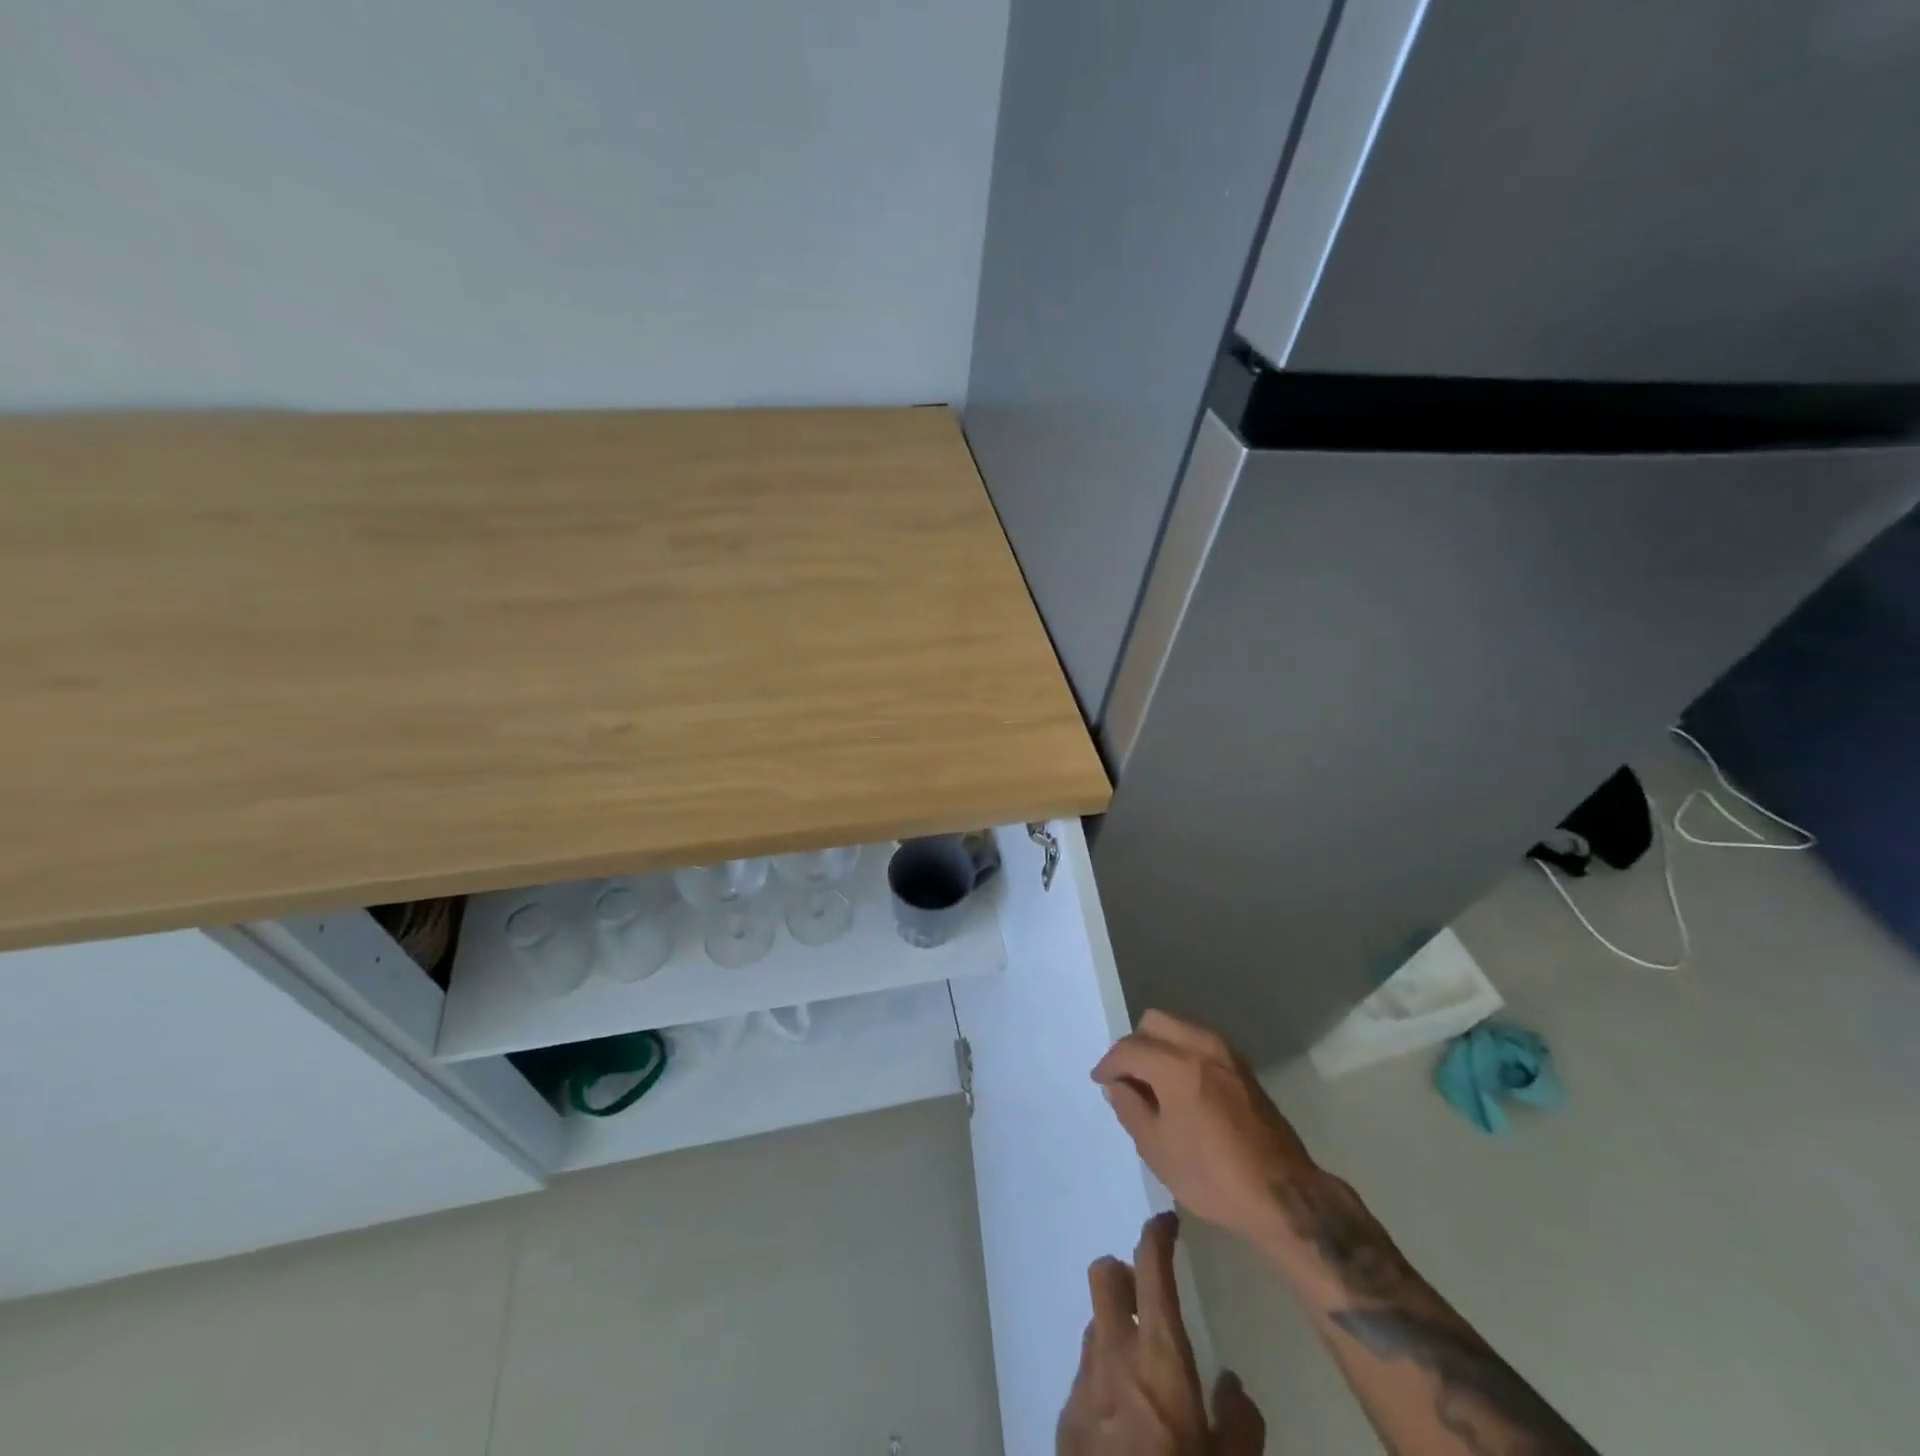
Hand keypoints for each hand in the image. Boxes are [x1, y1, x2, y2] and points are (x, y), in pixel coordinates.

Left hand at [1057, 1212, 1264, 1455]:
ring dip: (1115, 1330)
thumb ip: (1240, 1425)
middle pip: (1105, 1274)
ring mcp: (1085, 1383)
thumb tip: (1232, 1387)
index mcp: (1161, 1358)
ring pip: (1095, 1325)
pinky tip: (1126, 1425)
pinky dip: (1104, 1378)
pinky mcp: (1066, 1417)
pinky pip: (1085, 1374)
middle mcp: (1115, 1354)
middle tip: (1148, 1297)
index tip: (1168, 1223)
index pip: (1152, 1267)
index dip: (1157, 1234)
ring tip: (1143, 1373)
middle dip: (1124, 1273)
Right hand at [1092, 1011, 1315, 1246]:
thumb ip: (1130, 1109)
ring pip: (1179, 1027)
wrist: (1284, 1195)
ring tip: (1152, 1083)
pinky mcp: (1242, 1067)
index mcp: (1177, 1066)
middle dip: (1134, 1045)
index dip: (1109, 1064)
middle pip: (1155, 1022)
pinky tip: (1180, 1087)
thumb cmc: (1213, 1177)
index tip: (1100, 1081)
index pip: (1130, 1049)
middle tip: (1127, 1078)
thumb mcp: (1158, 1150)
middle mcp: (1202, 1047)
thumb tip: (1117, 1086)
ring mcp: (1226, 1054)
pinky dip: (1182, 1052)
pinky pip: (1200, 1042)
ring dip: (1159, 1046)